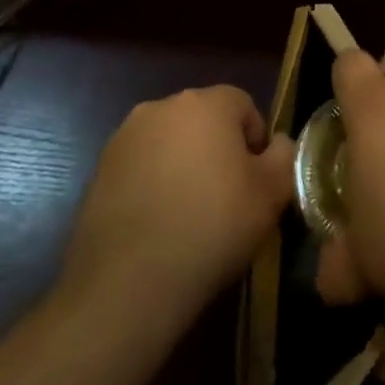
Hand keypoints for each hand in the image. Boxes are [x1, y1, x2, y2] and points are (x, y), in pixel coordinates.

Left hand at [59, 86, 294, 320]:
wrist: (128, 282)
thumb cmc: (212, 227)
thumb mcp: (271, 194)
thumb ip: (284, 156)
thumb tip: (277, 143)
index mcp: (205, 102)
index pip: (243, 104)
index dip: (255, 141)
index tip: (255, 182)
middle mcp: (161, 106)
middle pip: (203, 119)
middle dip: (217, 149)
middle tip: (226, 198)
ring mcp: (125, 137)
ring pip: (170, 142)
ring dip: (183, 165)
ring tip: (189, 214)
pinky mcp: (99, 169)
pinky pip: (141, 166)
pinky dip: (153, 184)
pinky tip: (158, 224)